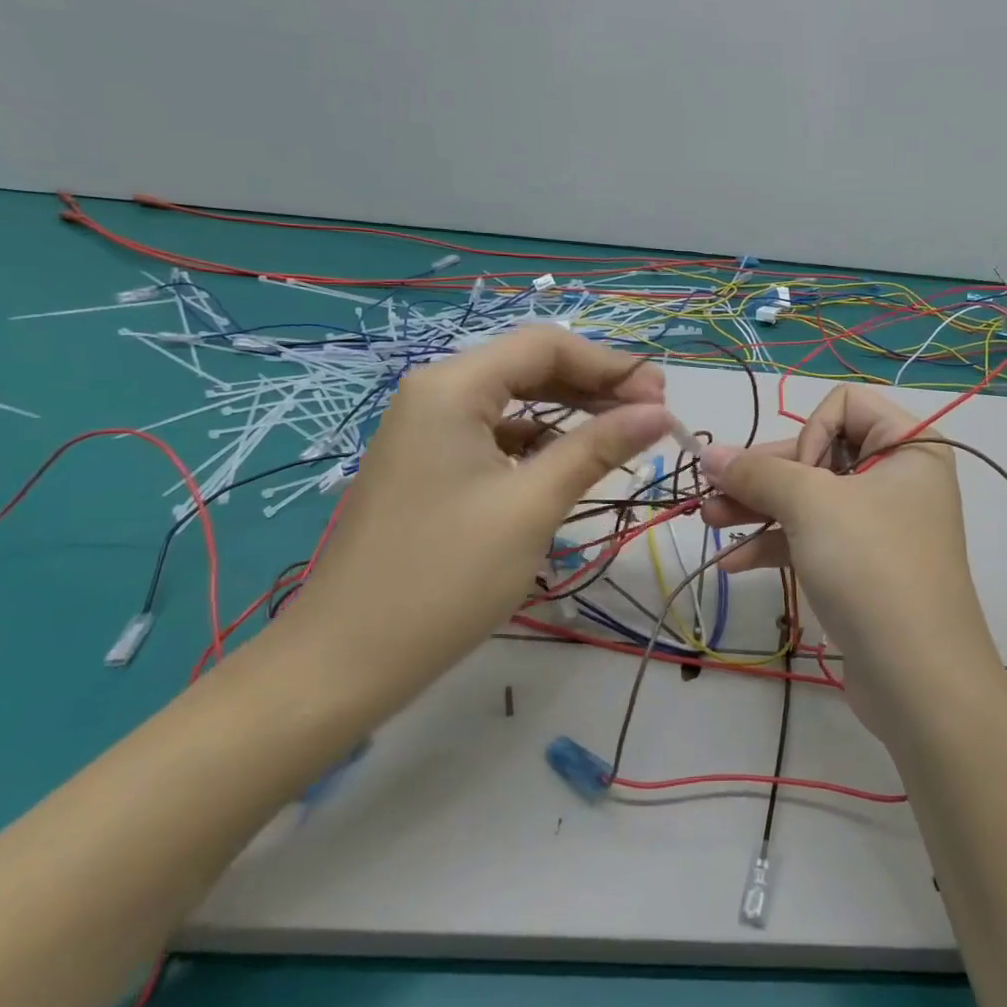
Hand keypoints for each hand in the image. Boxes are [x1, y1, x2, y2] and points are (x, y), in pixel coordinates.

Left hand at [298, 327, 669, 685]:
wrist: (344, 660)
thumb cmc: (445, 577)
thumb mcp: (532, 506)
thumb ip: (597, 448)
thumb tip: (660, 412)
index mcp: (453, 387)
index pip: (546, 345)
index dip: (611, 365)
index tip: (662, 399)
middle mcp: (436, 393)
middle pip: (530, 367)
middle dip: (595, 385)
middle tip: (652, 416)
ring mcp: (426, 430)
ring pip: (515, 401)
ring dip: (571, 412)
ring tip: (622, 435)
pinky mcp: (428, 464)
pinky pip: (495, 434)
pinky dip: (539, 441)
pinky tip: (569, 462)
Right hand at [699, 385, 1006, 742]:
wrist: (918, 679)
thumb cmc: (872, 567)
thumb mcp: (811, 506)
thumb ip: (757, 473)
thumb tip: (709, 451)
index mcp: (909, 445)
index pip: (844, 405)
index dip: (810, 434)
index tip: (797, 477)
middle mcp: (898, 477)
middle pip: (818, 453)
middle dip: (763, 475)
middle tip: (711, 492)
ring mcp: (879, 525)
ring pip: (809, 499)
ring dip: (758, 509)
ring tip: (708, 522)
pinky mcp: (861, 566)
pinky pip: (813, 539)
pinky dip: (775, 545)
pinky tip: (732, 564)